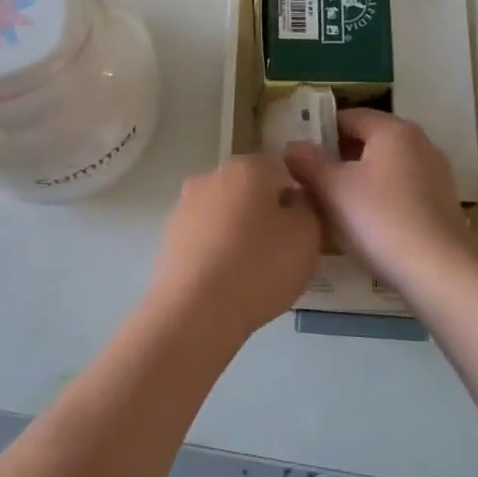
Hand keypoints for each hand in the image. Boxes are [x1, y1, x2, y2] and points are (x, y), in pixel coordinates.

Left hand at [147, 152, 322, 341]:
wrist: (197, 309)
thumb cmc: (260, 265)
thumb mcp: (308, 235)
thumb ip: (308, 208)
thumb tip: (293, 200)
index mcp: (247, 167)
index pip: (281, 170)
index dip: (296, 198)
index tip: (302, 229)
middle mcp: (211, 176)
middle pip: (249, 189)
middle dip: (265, 213)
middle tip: (281, 251)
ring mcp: (185, 205)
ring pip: (224, 212)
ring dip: (238, 231)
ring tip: (252, 270)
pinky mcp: (170, 235)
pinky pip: (204, 235)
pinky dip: (217, 249)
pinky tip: (226, 279)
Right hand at [286, 109, 475, 291]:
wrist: (440, 272)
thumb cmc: (380, 219)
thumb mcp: (333, 189)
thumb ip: (308, 163)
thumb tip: (292, 146)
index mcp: (393, 130)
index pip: (347, 117)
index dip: (318, 132)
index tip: (296, 155)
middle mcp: (419, 143)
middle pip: (367, 141)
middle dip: (336, 158)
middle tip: (306, 180)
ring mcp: (434, 174)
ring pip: (383, 167)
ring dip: (355, 180)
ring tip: (329, 205)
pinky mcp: (441, 203)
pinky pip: (399, 190)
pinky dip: (377, 198)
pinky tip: (361, 223)